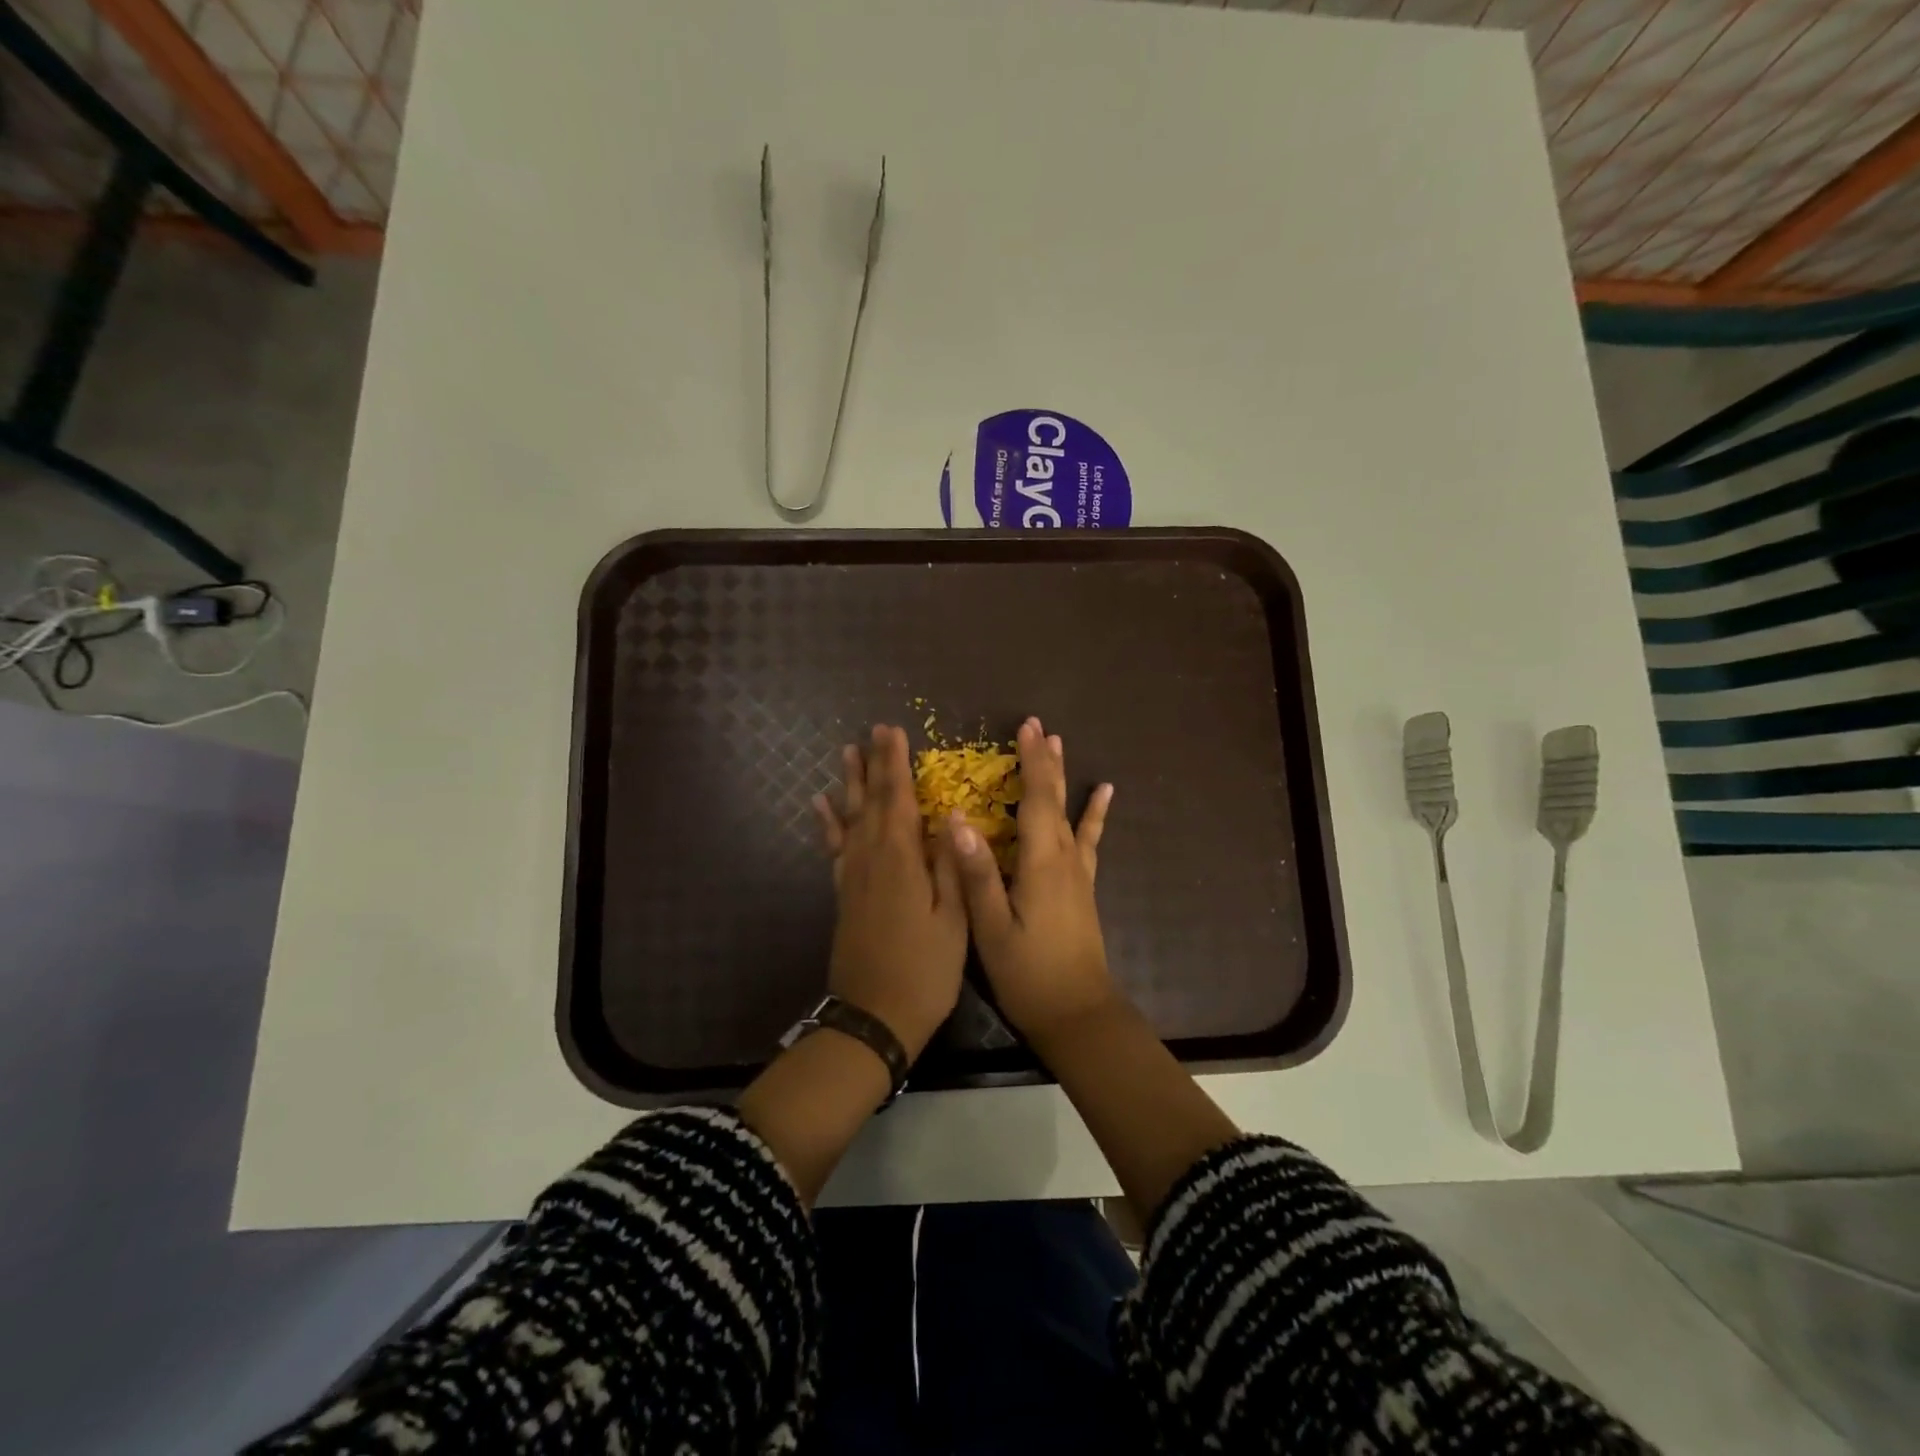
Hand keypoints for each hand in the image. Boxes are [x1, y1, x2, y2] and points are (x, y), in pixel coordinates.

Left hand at [812, 725, 967, 1058]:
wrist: (874, 1017)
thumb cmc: (925, 970)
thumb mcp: (954, 921)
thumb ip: (952, 867)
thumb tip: (952, 817)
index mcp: (901, 861)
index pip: (898, 799)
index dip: (896, 764)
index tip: (894, 731)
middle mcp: (871, 859)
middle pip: (871, 801)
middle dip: (874, 764)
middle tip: (873, 730)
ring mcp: (853, 876)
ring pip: (849, 818)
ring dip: (849, 784)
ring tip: (846, 753)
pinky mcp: (844, 894)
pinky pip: (834, 848)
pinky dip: (828, 823)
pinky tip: (822, 806)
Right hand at [948, 717, 1116, 1045]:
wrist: (1078, 1013)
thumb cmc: (1029, 974)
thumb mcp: (992, 929)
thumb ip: (977, 875)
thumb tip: (957, 822)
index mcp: (1041, 864)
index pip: (1037, 800)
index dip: (1031, 763)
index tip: (1025, 728)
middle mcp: (1064, 859)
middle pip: (1056, 799)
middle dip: (1045, 761)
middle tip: (1038, 726)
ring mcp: (1077, 873)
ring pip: (1071, 814)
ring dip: (1063, 778)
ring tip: (1060, 745)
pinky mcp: (1082, 887)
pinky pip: (1089, 840)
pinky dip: (1095, 815)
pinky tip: (1104, 795)